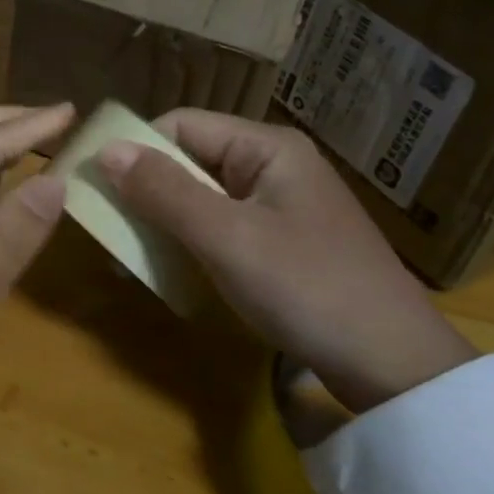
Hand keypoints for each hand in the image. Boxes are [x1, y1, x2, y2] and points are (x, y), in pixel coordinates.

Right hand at [96, 110, 477, 413]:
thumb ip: (164, 191)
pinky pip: (223, 225)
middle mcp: (274, 165)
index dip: (136, 150)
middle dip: (148, 191)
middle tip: (110, 230)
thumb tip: (105, 150)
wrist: (396, 367)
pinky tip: (175, 270)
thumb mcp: (226, 238)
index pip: (182, 125)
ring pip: (203, 196)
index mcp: (266, 147)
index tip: (98, 189)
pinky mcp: (285, 240)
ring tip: (134, 255)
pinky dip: (193, 242)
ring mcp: (282, 204)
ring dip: (166, 220)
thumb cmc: (307, 288)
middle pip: (192, 159)